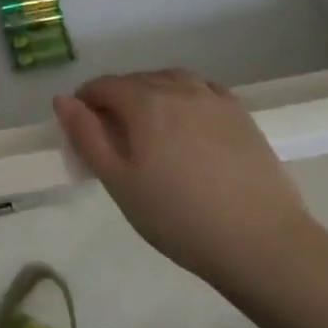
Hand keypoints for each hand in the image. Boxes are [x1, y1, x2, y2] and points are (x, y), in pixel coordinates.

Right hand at [54, 69, 315, 289]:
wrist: (264, 245)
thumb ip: (87, 136)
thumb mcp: (120, 183)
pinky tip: (188, 127)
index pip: (102, 86)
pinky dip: (185, 100)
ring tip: (153, 133)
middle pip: (134, 82)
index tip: (85, 136)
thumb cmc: (180, 218)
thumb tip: (62, 99)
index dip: (86, 105)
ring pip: (168, 81)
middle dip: (117, 102)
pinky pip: (201, 91)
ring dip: (151, 97)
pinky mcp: (240, 114)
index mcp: (144, 100)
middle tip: (117, 143)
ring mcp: (212, 97)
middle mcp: (176, 86)